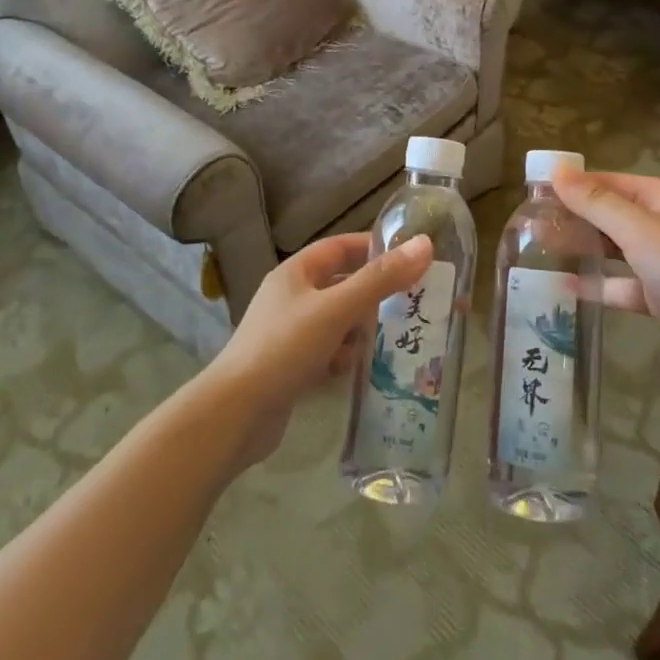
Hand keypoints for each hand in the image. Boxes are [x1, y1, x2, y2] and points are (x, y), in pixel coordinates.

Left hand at [204, 233, 432, 464]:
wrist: (235, 415)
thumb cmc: (285, 348)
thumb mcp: (336, 308)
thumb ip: (380, 279)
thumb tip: (424, 245)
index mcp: (296, 273)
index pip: (340, 247)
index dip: (374, 248)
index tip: (411, 257)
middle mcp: (292, 297)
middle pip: (342, 285)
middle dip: (376, 293)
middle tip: (415, 301)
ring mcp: (290, 333)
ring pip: (338, 321)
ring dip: (364, 328)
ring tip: (400, 336)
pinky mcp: (292, 367)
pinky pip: (329, 351)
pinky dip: (347, 356)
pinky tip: (365, 368)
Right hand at [551, 167, 659, 372]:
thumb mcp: (638, 228)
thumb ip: (596, 203)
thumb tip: (557, 171)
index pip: (609, 182)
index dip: (575, 184)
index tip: (537, 190)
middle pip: (610, 215)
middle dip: (574, 217)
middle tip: (532, 221)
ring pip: (613, 249)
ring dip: (582, 248)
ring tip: (541, 248)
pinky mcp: (658, 294)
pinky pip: (620, 285)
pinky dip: (597, 285)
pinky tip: (566, 286)